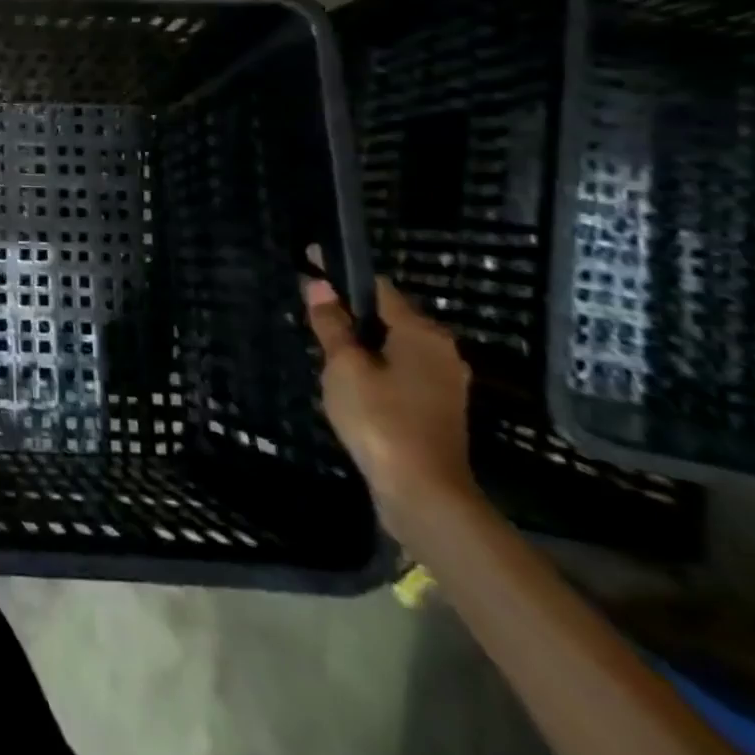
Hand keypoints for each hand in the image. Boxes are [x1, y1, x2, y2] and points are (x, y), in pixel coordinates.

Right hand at [303, 254, 476, 543]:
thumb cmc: (380, 419)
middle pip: (388, 315)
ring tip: (323, 341)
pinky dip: (374, 364)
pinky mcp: (438, 408)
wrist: (424, 494)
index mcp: (421, 333)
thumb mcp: (344, 366)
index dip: (341, 272)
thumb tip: (318, 284)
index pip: (376, 286)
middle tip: (311, 307)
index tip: (310, 260)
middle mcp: (441, 351)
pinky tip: (348, 377)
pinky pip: (400, 370)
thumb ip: (331, 324)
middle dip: (351, 309)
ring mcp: (444, 382)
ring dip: (361, 340)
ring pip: (393, 345)